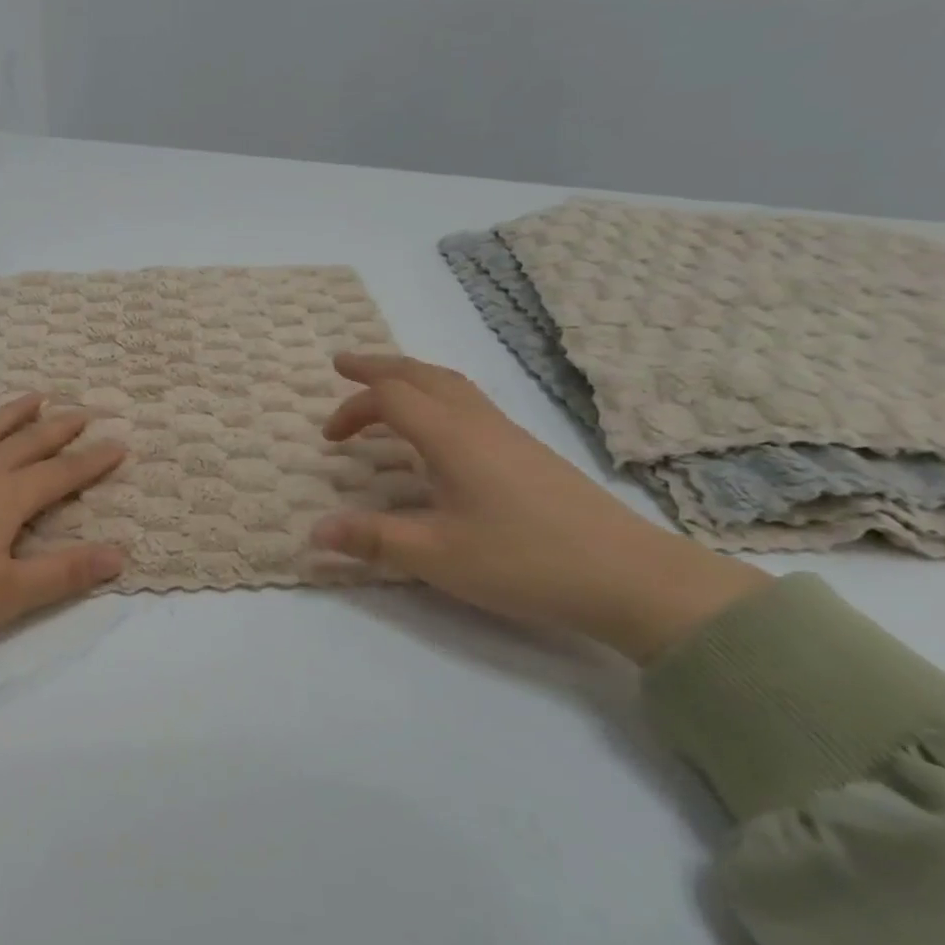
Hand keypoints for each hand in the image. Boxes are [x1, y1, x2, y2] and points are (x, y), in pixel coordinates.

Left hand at [0, 396, 126, 649]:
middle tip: (83, 411)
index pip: (61, 472)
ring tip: (33, 397)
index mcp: (7, 497)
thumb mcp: (9, 594)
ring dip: (11, 413)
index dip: (93, 460)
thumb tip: (119, 556)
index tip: (120, 444)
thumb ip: (65, 574)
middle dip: (59, 427)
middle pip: (27, 441)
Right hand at [311, 355, 768, 663]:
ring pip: (451, 385)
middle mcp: (479, 423)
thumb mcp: (436, 556)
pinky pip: (469, 404)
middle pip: (423, 375)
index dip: (353, 408)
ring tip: (383, 392)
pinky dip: (436, 399)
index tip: (328, 437)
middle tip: (343, 366)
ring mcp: (509, 435)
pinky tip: (436, 432)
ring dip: (410, 379)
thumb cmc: (524, 562)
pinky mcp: (528, 452)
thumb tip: (315, 532)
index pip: (391, 398)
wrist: (629, 577)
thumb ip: (372, 539)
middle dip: (378, 367)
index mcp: (452, 438)